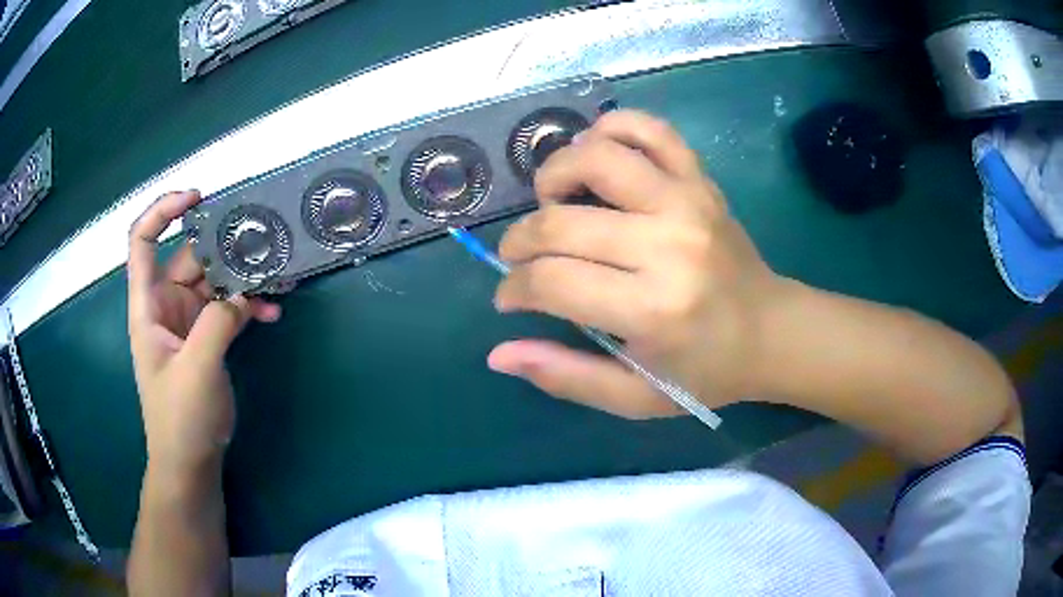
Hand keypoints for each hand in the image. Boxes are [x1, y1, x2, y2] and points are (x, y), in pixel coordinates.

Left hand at [127, 190, 279, 476]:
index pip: (143, 242)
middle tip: (262, 241)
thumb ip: (218, 322)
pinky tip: (272, 313)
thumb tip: (243, 291)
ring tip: (275, 281)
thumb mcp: (197, 369)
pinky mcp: (207, 338)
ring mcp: (188, 321)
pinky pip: (228, 308)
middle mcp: (166, 305)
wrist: (190, 462)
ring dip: (243, 279)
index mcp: (148, 305)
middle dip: (224, 247)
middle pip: (191, 257)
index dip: (163, 211)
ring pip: (215, 281)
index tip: (198, 198)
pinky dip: (248, 306)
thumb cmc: (180, 419)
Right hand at [491, 110, 785, 417]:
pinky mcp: (700, 180)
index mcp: (651, 309)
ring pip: (596, 157)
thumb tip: (499, 354)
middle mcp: (667, 245)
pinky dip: (611, 129)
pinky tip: (596, 153)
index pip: (551, 282)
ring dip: (554, 174)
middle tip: (521, 259)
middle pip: (560, 223)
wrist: (770, 330)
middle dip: (520, 242)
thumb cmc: (703, 370)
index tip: (510, 298)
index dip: (514, 288)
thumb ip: (566, 377)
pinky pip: (649, 129)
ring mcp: (686, 202)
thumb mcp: (635, 397)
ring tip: (552, 201)